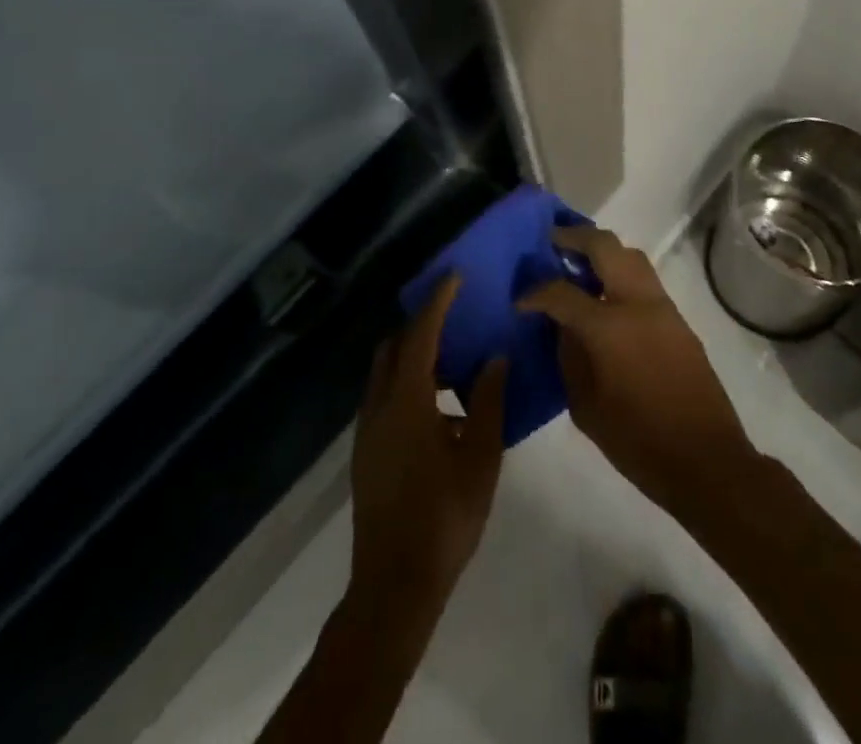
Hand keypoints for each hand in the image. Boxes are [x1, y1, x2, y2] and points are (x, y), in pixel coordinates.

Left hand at [348, 273, 507, 624]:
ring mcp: (367, 429)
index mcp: (407, 400)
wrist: (394, 584)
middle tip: (456, 318)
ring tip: (456, 366)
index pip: (422, 333)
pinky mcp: (365, 451)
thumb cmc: (444, 517)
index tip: (455, 275)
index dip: (438, 301)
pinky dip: (408, 384)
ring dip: (416, 357)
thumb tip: (495, 358)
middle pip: (395, 346)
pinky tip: (440, 411)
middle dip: (423, 325)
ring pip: (386, 372)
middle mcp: (379, 405)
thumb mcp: (480, 458)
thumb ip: (488, 402)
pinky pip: (385, 397)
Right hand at [519, 228, 756, 525]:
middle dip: (575, 238)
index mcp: (609, 326)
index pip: (562, 292)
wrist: (708, 461)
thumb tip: (561, 327)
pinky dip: (622, 273)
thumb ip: (569, 357)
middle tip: (552, 242)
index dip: (536, 293)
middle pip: (605, 246)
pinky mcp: (679, 320)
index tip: (521, 301)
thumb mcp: (586, 407)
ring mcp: (663, 308)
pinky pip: (645, 280)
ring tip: (579, 262)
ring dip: (603, 250)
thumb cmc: (639, 442)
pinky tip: (607, 294)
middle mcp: (638, 303)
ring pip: (631, 256)